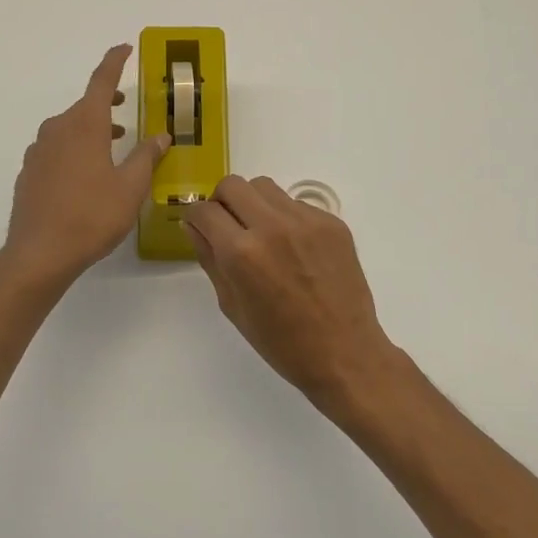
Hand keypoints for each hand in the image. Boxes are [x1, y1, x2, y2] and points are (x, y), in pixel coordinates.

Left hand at [3, 45, 169, 289]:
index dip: (114, 62)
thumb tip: (161, 135)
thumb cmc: (92, 216)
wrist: (40, 253)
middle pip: (84, 106)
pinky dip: (74, 148)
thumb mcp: (131, 187)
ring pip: (68, 128)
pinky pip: (55, 148)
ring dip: (91, 128)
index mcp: (85, 125)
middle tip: (125, 107)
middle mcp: (58, 129)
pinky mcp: (29, 172)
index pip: (101, 81)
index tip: (123, 47)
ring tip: (112, 144)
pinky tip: (86, 174)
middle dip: (106, 103)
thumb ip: (146, 156)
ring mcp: (39, 151)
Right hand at [183, 175, 404, 410]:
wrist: (344, 352)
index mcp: (241, 253)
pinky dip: (285, 217)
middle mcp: (272, 226)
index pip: (204, 210)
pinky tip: (294, 248)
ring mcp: (306, 220)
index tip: (201, 227)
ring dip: (253, 203)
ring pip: (264, 187)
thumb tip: (193, 226)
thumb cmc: (281, 341)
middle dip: (222, 202)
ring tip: (262, 234)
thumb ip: (209, 259)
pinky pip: (295, 204)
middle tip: (229, 226)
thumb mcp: (232, 305)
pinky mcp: (331, 221)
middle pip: (233, 185)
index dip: (196, 218)